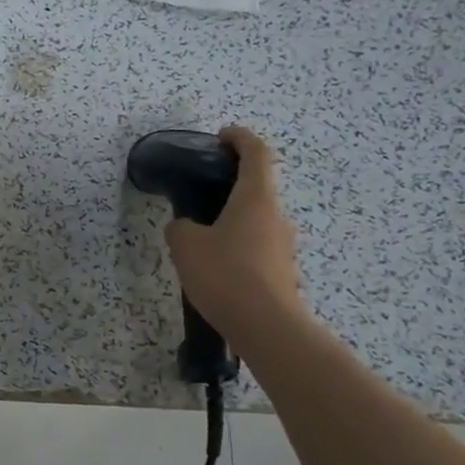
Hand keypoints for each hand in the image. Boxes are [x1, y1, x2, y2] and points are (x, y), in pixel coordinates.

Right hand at [165, 126, 305, 336]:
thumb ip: (180, 228)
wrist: (266, 327)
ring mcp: (283, 245)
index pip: (256, 153)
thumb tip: (186, 227)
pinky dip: (238, 244)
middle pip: (257, 187)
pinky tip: (215, 265)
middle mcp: (275, 216)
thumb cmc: (226, 274)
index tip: (221, 136)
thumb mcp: (186, 246)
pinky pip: (257, 246)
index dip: (240, 138)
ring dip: (233, 218)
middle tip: (201, 192)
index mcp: (255, 198)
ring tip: (202, 235)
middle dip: (231, 184)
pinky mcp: (281, 271)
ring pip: (256, 219)